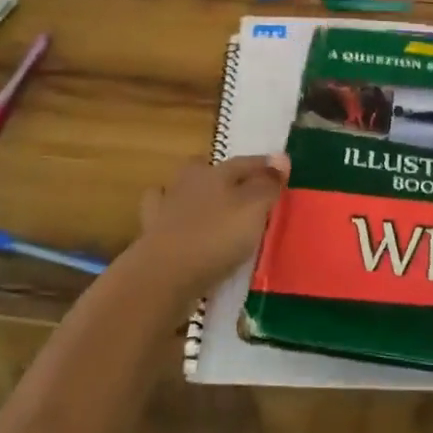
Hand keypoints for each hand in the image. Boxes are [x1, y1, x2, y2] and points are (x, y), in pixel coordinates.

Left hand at [129, 155, 288, 300]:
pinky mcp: (151, 237)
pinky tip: (181, 231)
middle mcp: (187, 183)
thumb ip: (268, 184)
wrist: (164, 274)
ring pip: (179, 192)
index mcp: (213, 172)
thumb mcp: (253, 208)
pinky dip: (173, 223)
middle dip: (221, 174)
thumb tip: (281, 157)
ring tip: (210, 210)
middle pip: (205, 170)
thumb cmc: (215, 236)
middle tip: (240, 187)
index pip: (243, 162)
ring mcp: (164, 209)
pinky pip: (164, 222)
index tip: (281, 170)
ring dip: (193, 197)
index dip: (264, 166)